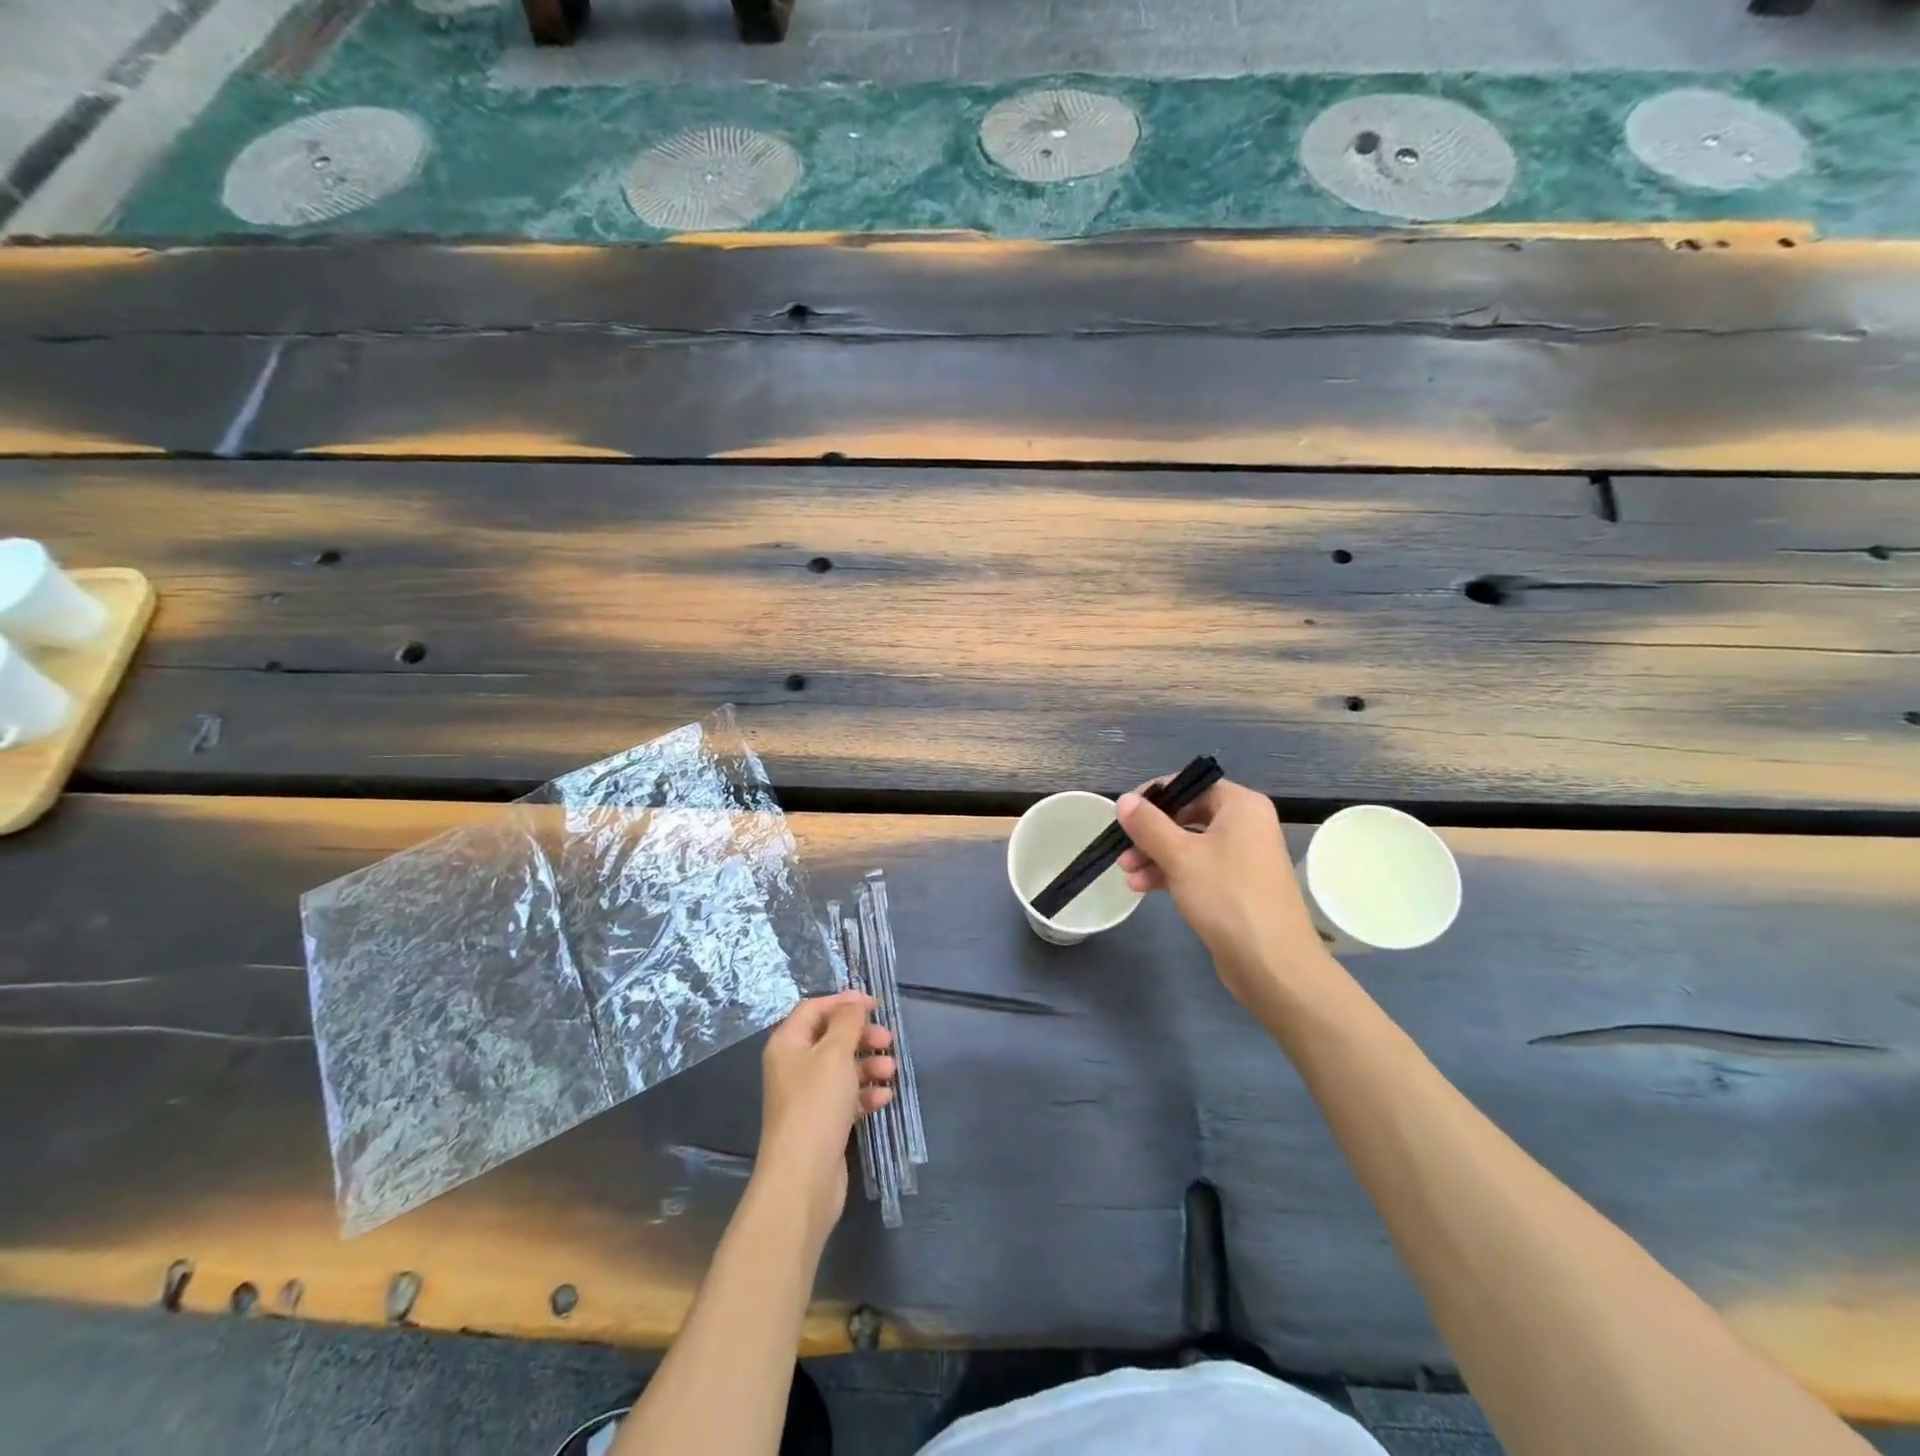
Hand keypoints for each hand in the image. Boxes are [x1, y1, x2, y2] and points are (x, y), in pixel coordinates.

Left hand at [755, 992, 895, 1246]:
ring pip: (842, 1067)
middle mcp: (793, 1066)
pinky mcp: (822, 1122)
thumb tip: (853, 1002)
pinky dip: (865, 1093)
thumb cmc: (816, 1105)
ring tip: (890, 1069)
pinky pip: (846, 1096)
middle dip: (861, 1035)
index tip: (875, 1005)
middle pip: (830, 1037)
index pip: (814, 1008)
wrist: (803, 1177)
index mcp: (787, 1044)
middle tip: (888, 1039)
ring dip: (868, 1064)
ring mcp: (807, 1096)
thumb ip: (847, 1022)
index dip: (843, 1002)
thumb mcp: (835, 1054)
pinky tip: (883, 1097)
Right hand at [1117, 777, 1332, 1003]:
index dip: (1154, 797)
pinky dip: (1171, 873)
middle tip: (1121, 850)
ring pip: (1189, 844)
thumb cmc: (1226, 897)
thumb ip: (1148, 824)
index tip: (1124, 815)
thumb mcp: (1180, 856)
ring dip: (1155, 856)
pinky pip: (1197, 868)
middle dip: (1150, 833)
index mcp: (1240, 805)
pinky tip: (1142, 887)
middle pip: (1187, 815)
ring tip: (1127, 874)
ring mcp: (1242, 856)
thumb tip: (1124, 800)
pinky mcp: (1236, 885)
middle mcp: (1245, 824)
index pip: (1190, 785)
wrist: (1272, 963)